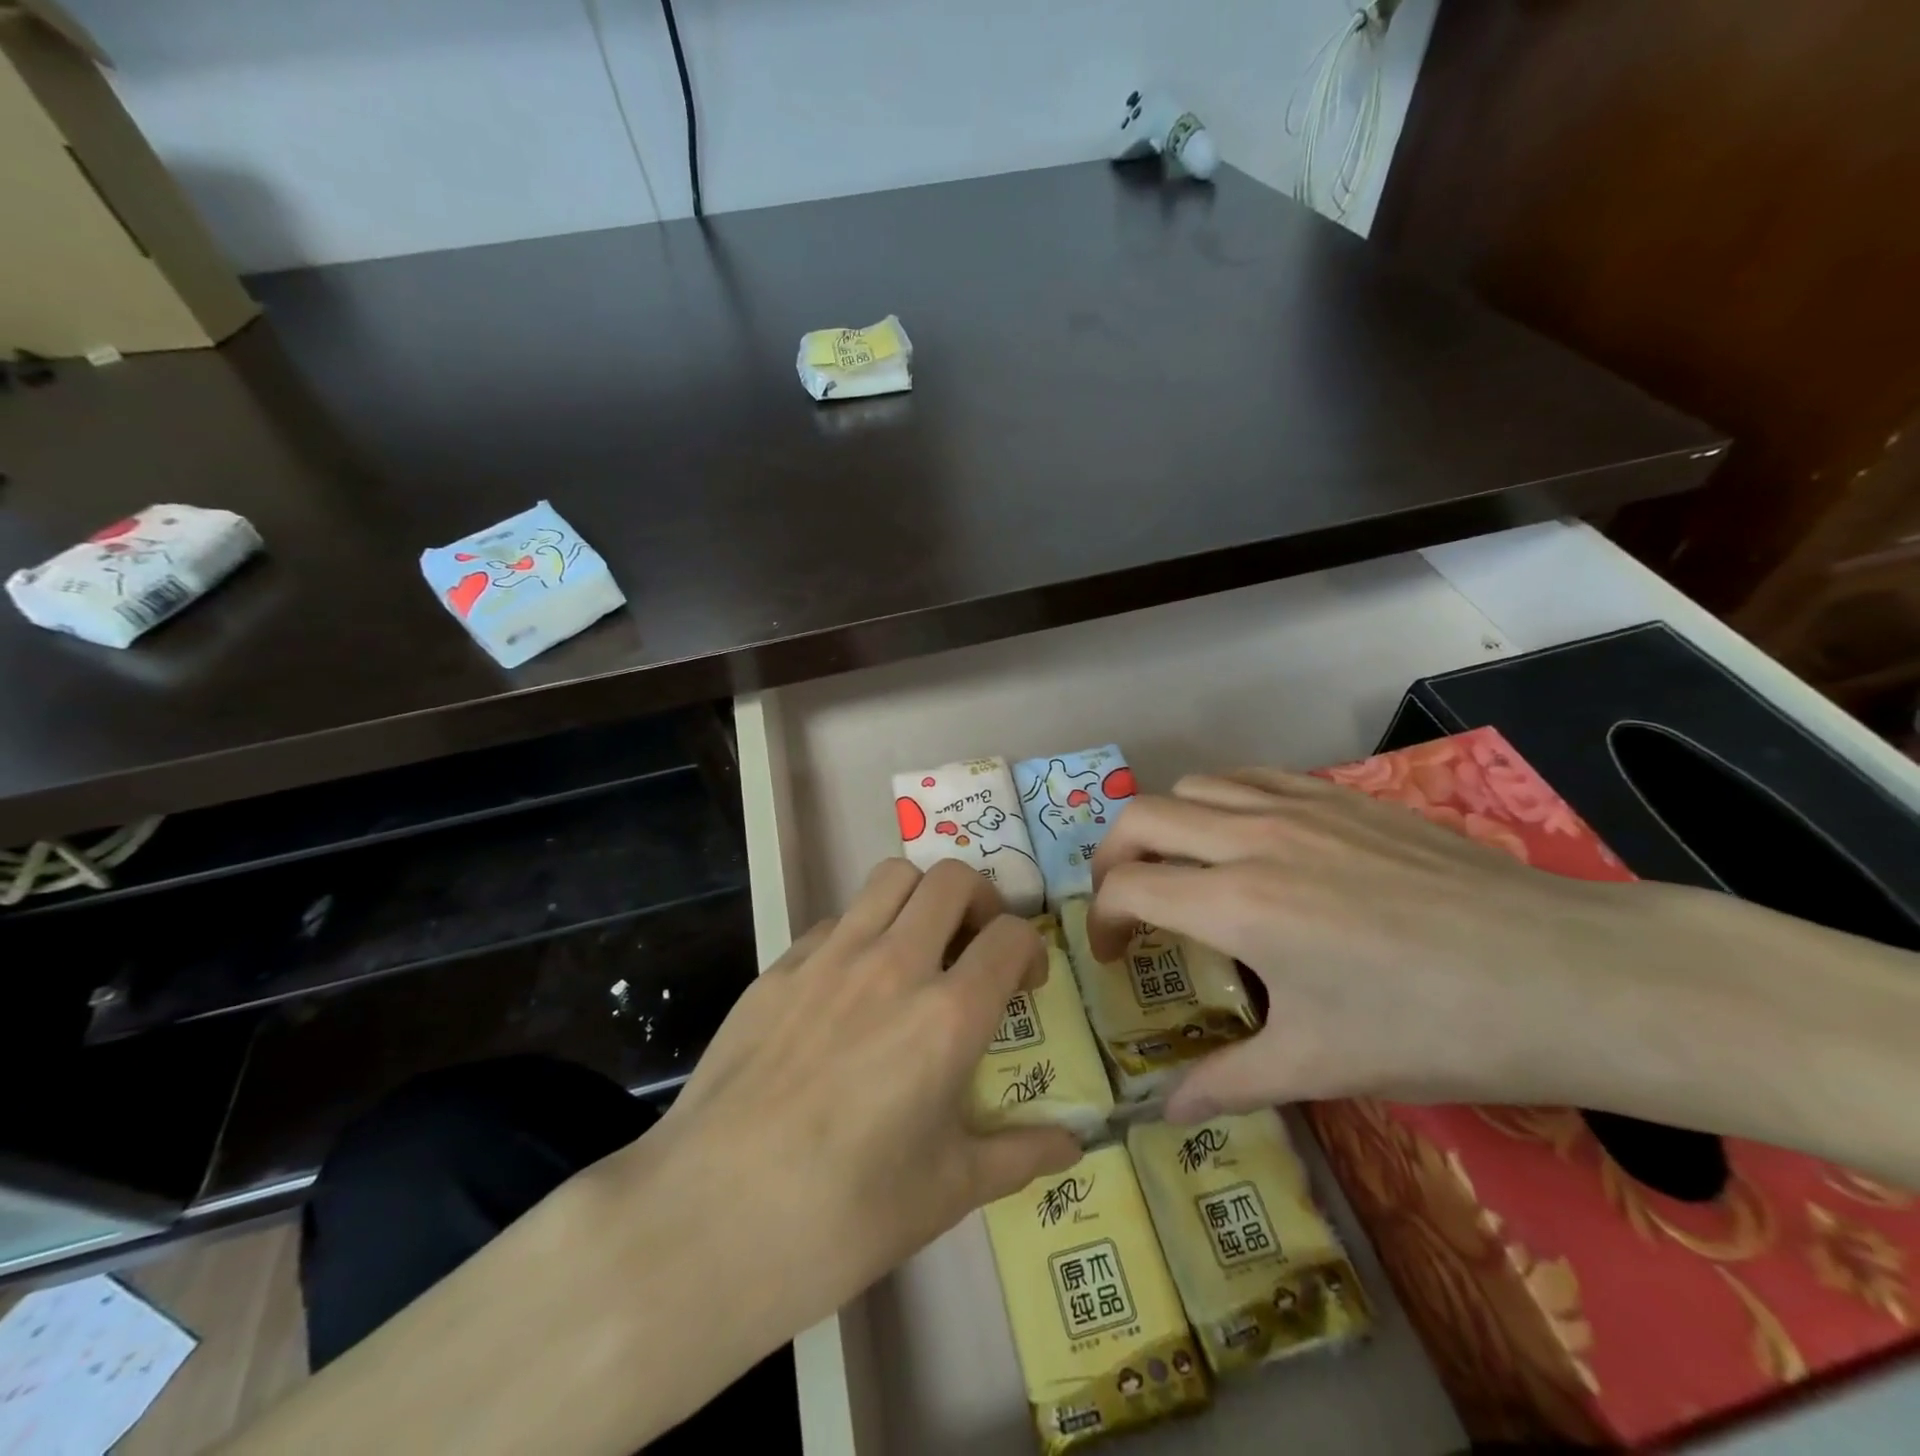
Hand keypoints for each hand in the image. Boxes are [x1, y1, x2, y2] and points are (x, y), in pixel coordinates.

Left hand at [589, 858, 1078, 1406]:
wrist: (709, 1220)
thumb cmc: (843, 1217)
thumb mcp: (947, 1191)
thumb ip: (1019, 1155)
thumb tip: (1076, 1146)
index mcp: (947, 1016)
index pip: (1011, 936)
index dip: (1030, 949)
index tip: (1025, 983)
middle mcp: (893, 965)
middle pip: (952, 879)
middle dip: (980, 900)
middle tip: (976, 945)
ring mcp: (829, 957)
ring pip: (891, 877)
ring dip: (920, 898)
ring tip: (918, 946)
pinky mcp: (778, 967)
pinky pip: (835, 920)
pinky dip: (861, 931)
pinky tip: (849, 986)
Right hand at [1087, 767, 1665, 1120]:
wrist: (1565, 973)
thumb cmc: (1434, 1027)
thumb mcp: (1322, 1066)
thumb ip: (1228, 1083)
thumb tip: (1164, 1113)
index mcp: (1237, 904)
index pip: (1128, 888)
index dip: (1101, 921)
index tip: (1114, 956)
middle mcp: (1251, 838)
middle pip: (1140, 818)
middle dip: (1112, 858)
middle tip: (1126, 904)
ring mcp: (1297, 806)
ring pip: (1191, 786)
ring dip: (1165, 825)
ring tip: (1181, 869)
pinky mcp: (1338, 795)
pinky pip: (1248, 776)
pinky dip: (1219, 800)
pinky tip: (1245, 839)